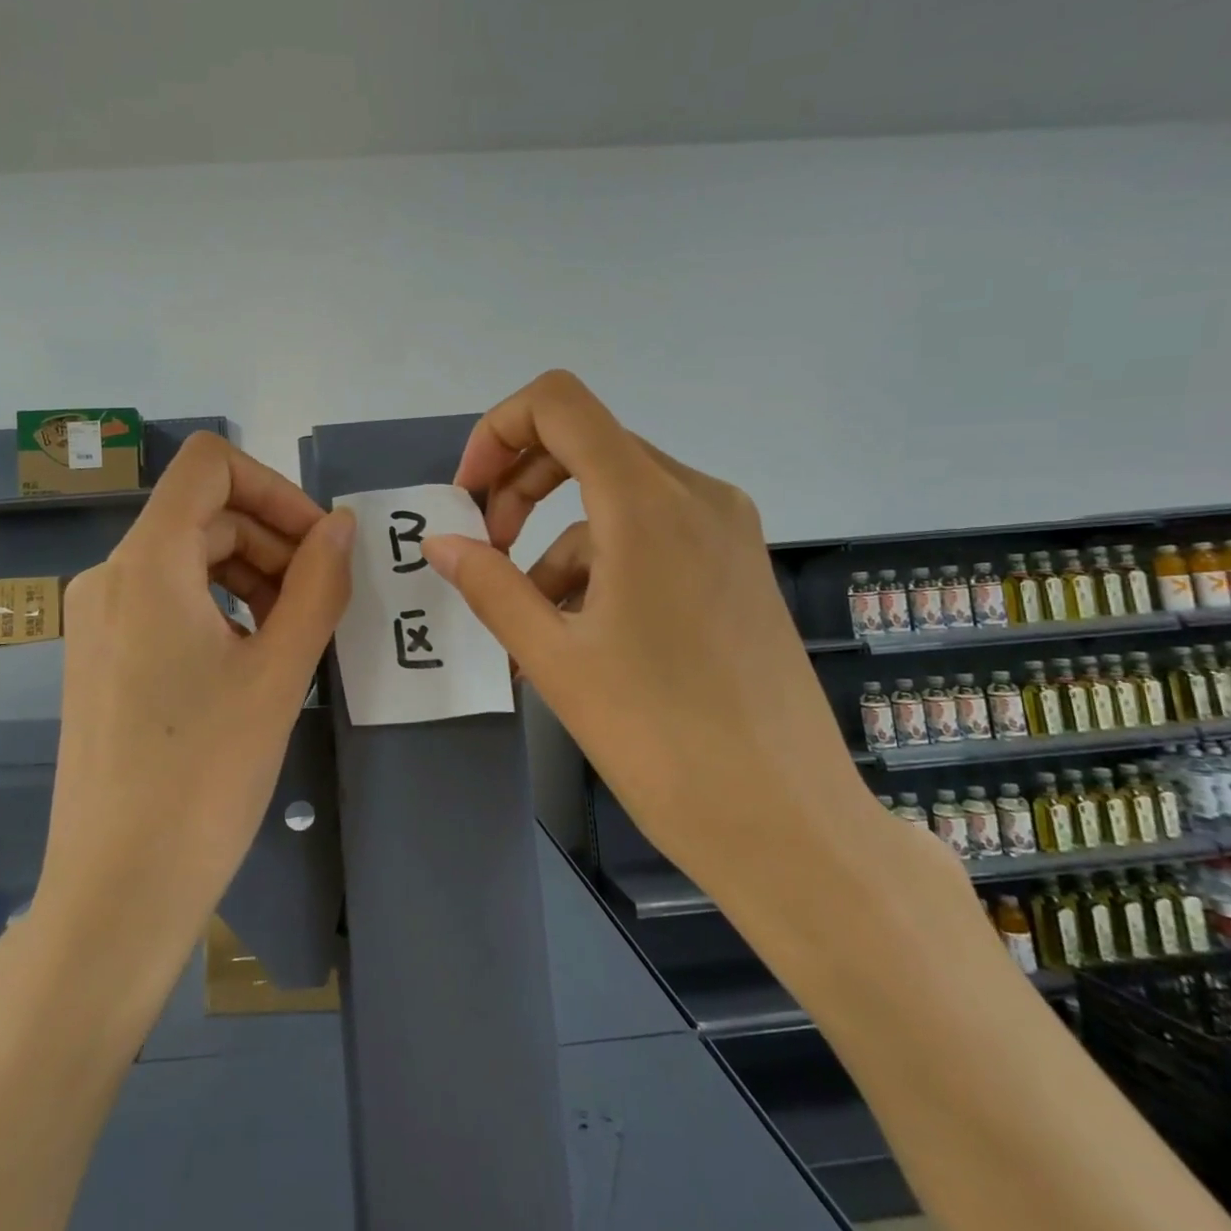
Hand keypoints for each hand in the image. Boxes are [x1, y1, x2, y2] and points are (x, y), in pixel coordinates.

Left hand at [37, 433, 353, 950]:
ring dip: (253, 575)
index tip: (320, 542)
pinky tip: (254, 657)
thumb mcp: (279, 673)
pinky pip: (170, 599)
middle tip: (324, 600)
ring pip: (189, 558)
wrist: (117, 893)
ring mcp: (99, 618)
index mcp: (146, 565)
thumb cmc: (204, 778)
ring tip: (296, 633)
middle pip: (205, 515)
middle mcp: (111, 576)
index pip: (209, 464)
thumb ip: (318, 585)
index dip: (275, 486)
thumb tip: (342, 526)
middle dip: (274, 542)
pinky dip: (221, 606)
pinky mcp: (101, 656)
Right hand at [421, 371, 909, 934]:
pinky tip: (582, 634)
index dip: (498, 431)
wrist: (789, 826)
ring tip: (530, 621)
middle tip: (487, 552)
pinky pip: (651, 535)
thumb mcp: (555, 659)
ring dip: (558, 542)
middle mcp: (696, 495)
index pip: (559, 404)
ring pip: (615, 499)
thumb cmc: (662, 740)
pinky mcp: (737, 566)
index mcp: (648, 503)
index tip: (470, 496)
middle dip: (521, 488)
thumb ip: (491, 586)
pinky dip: (602, 564)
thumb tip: (441, 543)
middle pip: (586, 446)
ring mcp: (726, 530)